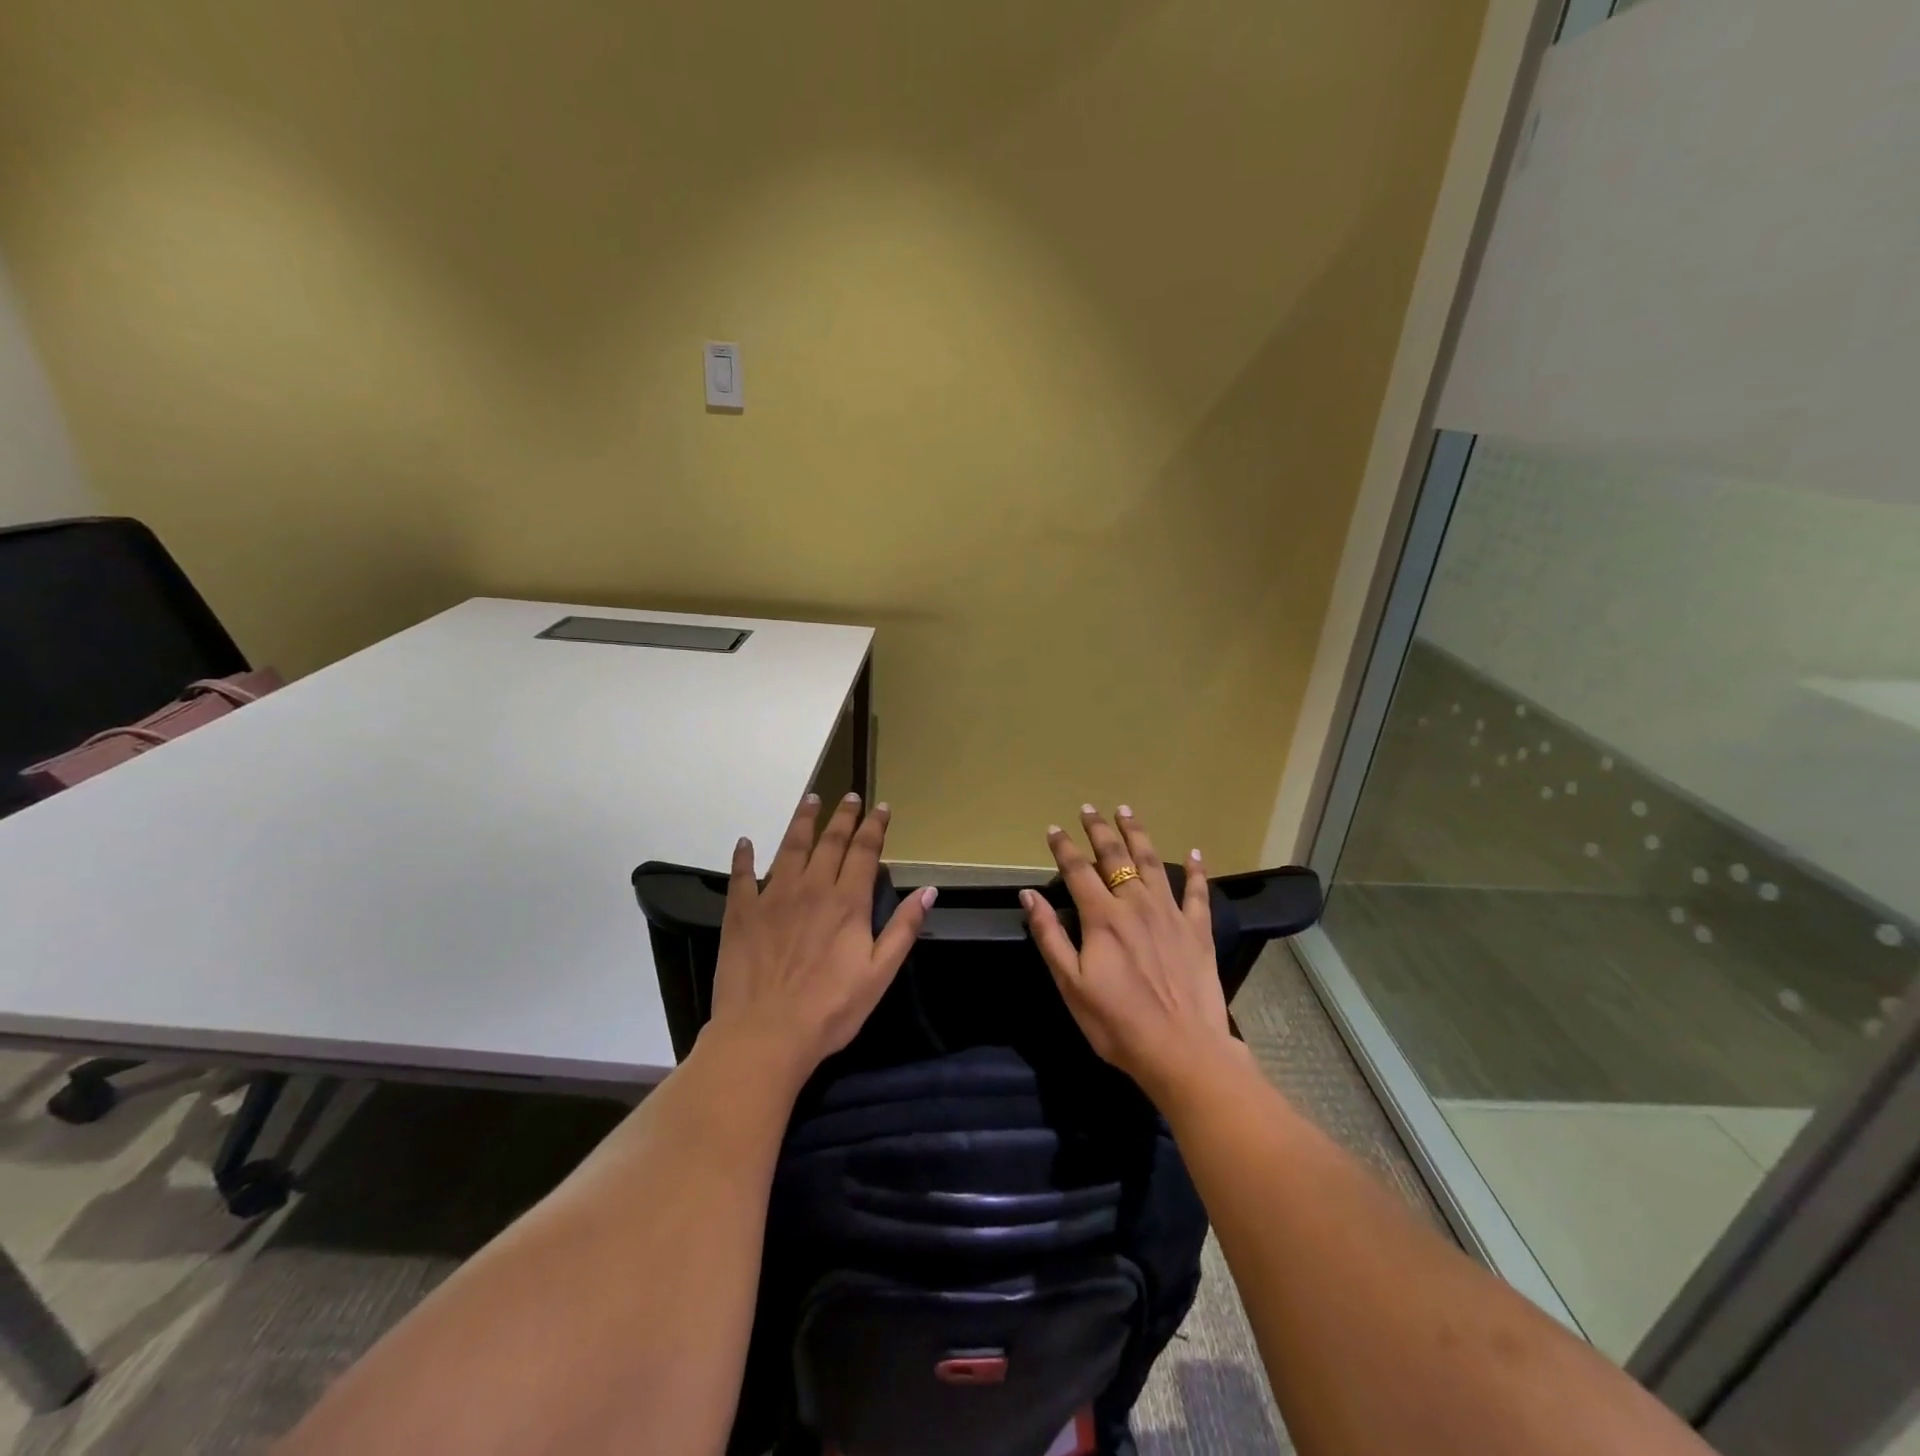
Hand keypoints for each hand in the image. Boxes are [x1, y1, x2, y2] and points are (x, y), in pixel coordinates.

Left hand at [706, 792, 934, 1090]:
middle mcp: (812, 888)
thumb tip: (929, 890)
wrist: (765, 1035)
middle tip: (849, 796)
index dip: (874, 826)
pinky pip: (741, 876)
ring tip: (810, 800)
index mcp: (848, 903)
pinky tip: (745, 842)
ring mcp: (773, 897)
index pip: (865, 851)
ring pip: (790, 847)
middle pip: (830, 841)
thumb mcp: (880, 974)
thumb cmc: (830, 1010)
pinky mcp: (741, 913)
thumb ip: (904, 929)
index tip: (881, 807)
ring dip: (802, 821)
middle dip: (843, 816)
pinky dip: (743, 856)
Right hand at [1022, 806, 1236, 1103]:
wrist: (1183, 1051)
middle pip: (1115, 856)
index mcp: (1102, 917)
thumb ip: (1049, 936)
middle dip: (1099, 830)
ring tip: (1127, 811)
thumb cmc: (1117, 1023)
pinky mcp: (1198, 930)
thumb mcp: (1070, 984)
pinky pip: (1198, 892)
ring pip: (1152, 862)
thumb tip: (1028, 895)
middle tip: (1089, 809)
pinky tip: (1196, 852)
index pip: (1077, 870)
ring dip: (1137, 834)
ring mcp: (1171, 914)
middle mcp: (1136, 904)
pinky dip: (1197, 870)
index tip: (1054, 828)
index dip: (1064, 847)